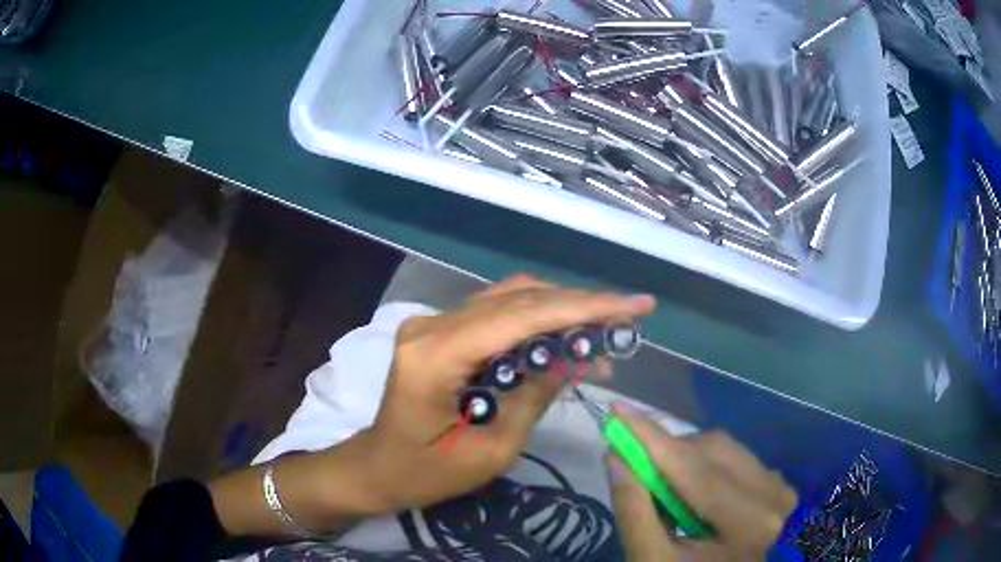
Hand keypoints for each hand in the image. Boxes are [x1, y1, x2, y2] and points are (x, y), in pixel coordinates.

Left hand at [355, 275, 655, 513]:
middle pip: (518, 299)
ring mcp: (432, 323)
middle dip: (580, 305)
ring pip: (510, 299)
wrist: (378, 467)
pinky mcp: (440, 330)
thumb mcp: (490, 451)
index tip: (634, 305)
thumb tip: (577, 358)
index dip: (583, 308)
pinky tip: (568, 339)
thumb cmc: (426, 473)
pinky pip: (497, 314)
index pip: (521, 317)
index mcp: (435, 356)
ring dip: (562, 310)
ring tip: (607, 329)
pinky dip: (538, 321)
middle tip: (629, 315)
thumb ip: (533, 398)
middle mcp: (432, 325)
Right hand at [606, 407, 796, 560]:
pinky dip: (705, 465)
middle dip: (669, 453)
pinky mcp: (778, 482)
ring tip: (669, 492)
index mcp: (747, 525)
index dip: (654, 439)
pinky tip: (695, 494)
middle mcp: (773, 496)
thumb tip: (615, 457)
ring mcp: (780, 487)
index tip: (619, 410)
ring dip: (686, 458)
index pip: (695, 471)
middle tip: (638, 469)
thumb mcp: (651, 560)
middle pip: (711, 450)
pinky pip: (735, 456)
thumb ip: (634, 512)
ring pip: (723, 447)